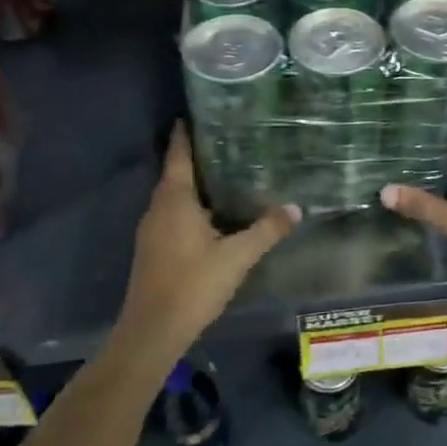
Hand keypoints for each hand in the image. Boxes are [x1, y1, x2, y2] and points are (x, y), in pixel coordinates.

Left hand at [118, 125, 299, 355]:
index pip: (178, 156)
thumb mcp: (237, 257)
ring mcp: (151, 230)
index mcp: (175, 200)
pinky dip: (188, 206)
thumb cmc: (193, 284)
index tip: (192, 114)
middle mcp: (158, 208)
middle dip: (193, 157)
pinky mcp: (152, 249)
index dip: (184, 135)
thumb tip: (295, 208)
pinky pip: (171, 214)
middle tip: (223, 141)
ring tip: (221, 173)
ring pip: (172, 196)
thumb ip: (266, 231)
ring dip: (191, 183)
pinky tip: (209, 214)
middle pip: (174, 174)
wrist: (152, 331)